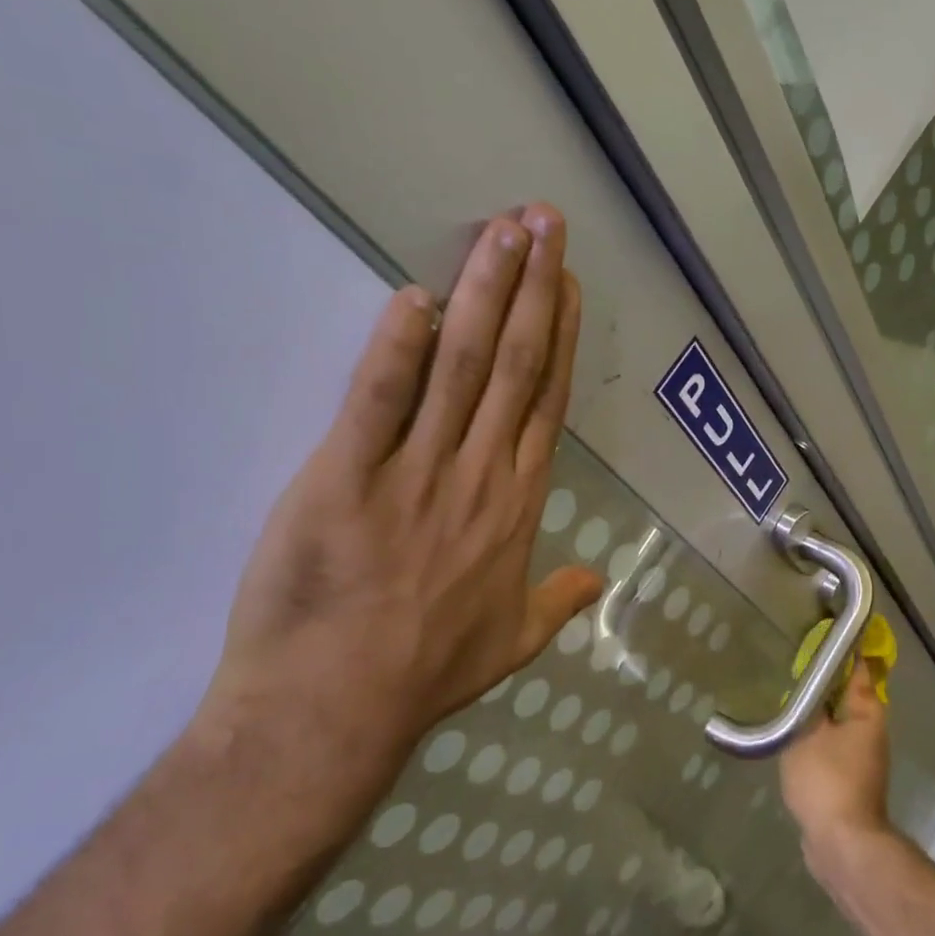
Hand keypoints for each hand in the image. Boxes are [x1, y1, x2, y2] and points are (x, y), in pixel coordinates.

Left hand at [199, 203, 603, 792]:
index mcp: (518, 506)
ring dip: (483, 295)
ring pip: (461, 367)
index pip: (547, 402)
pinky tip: (415, 297)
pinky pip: (379, 401)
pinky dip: (398, 347)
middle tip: (544, 223)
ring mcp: (416, 473)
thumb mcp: (513, 642)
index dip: (560, 336)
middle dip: (532, 288)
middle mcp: (480, 475)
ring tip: (502, 233)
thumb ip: (560, 602)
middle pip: (515, 366)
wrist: (336, 711)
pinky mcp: (345, 477)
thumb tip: (598, 579)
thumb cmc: (426, 674)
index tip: (565, 283)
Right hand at [779, 662, 893, 860]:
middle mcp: (872, 733)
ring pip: (839, 725)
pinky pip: (832, 749)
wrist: (842, 844)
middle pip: (849, 698)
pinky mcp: (851, 783)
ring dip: (819, 714)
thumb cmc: (827, 780)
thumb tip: (810, 688)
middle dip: (826, 684)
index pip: (859, 670)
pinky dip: (816, 740)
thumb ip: (807, 707)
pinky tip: (793, 740)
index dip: (845, 651)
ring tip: (789, 701)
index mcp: (868, 714)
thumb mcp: (807, 734)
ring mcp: (864, 761)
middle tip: (796, 668)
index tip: (826, 635)